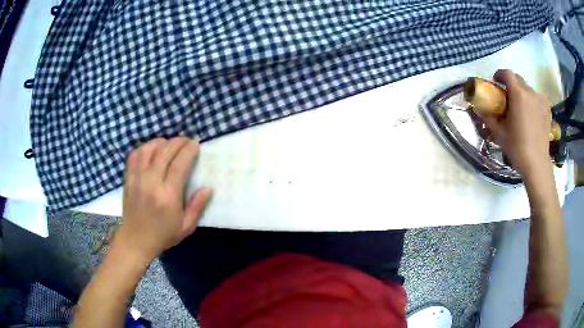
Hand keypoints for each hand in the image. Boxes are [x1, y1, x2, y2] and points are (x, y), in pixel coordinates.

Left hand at [115, 137, 211, 261]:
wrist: (136, 241)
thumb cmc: (163, 235)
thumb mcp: (186, 227)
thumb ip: (198, 207)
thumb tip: (208, 188)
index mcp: (168, 196)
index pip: (179, 164)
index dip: (189, 150)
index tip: (196, 145)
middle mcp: (151, 183)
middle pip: (165, 151)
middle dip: (178, 141)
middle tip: (186, 141)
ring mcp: (137, 179)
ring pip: (149, 149)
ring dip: (161, 142)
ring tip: (169, 144)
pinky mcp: (129, 179)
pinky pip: (135, 155)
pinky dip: (144, 148)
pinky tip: (152, 150)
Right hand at [479, 70, 552, 177]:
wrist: (537, 164)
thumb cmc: (517, 147)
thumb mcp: (499, 133)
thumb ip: (488, 117)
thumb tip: (478, 109)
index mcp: (518, 94)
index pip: (507, 73)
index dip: (500, 75)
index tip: (496, 82)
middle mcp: (531, 92)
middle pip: (518, 79)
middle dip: (511, 83)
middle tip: (507, 96)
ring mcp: (541, 101)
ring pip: (528, 89)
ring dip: (522, 93)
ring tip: (520, 108)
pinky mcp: (547, 110)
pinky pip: (537, 99)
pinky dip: (533, 101)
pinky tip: (531, 114)